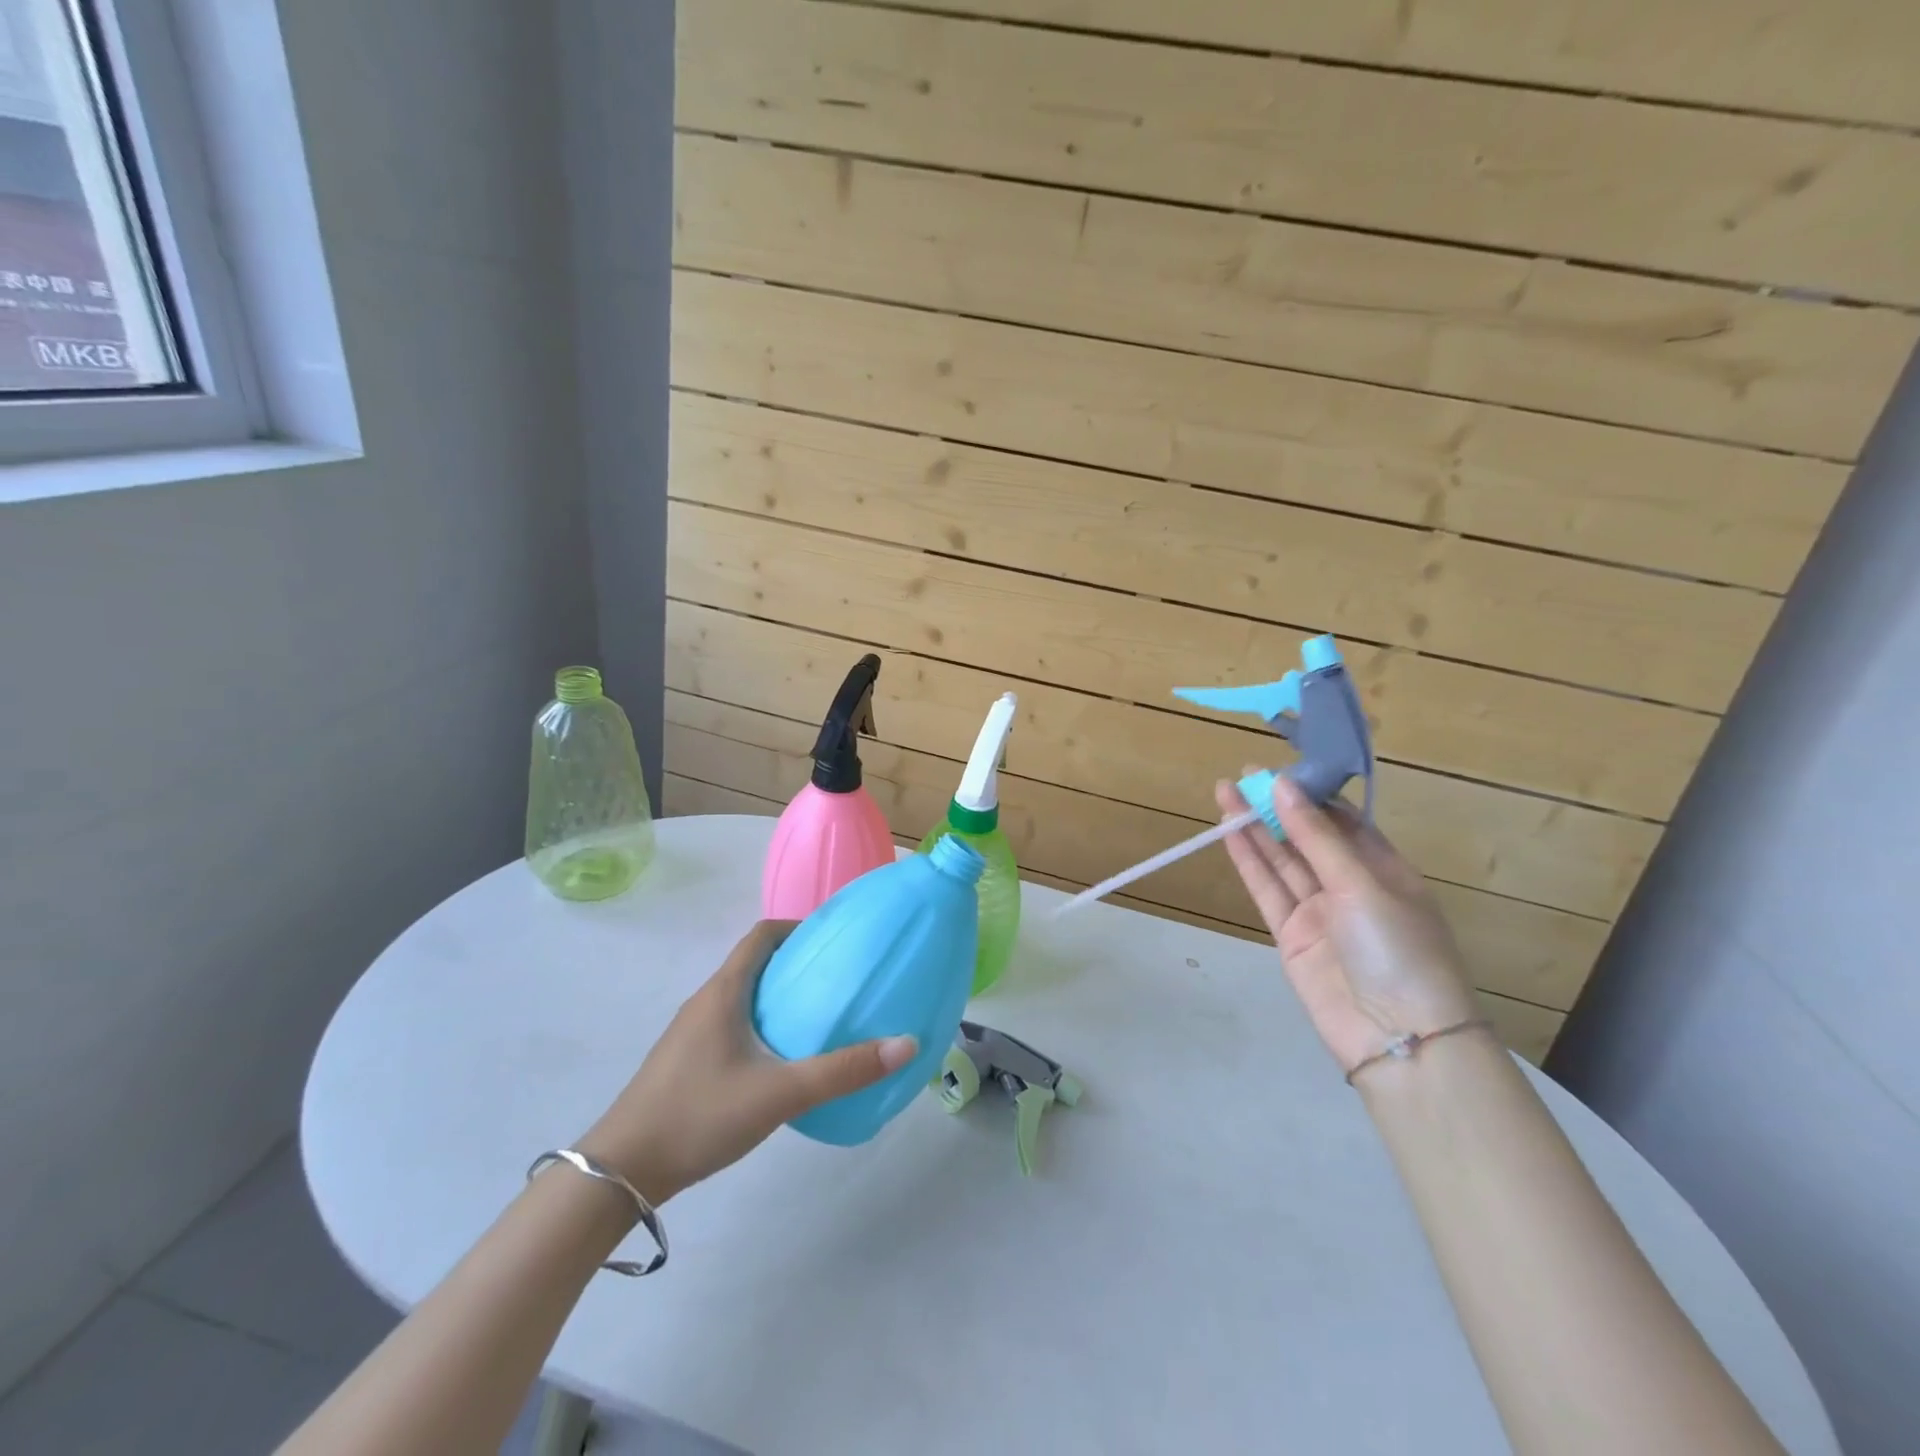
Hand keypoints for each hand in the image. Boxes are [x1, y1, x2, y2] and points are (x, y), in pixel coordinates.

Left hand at [576, 921, 917, 1202]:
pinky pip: (731, 1023)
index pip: (761, 935)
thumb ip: (842, 1071)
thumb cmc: (699, 1115)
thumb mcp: (779, 1094)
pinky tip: (781, 1059)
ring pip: (742, 995)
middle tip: (839, 979)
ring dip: (778, 995)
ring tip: (819, 1016)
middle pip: (754, 963)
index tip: (835, 939)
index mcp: (723, 992)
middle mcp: (705, 1001)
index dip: (798, 927)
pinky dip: (761, 1023)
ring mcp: (690, 1033)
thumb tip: (905, 1044)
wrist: (620, 1172)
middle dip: (796, 963)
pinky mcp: (685, 1061)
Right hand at [1216, 772, 1477, 1074]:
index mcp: (1386, 870)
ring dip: (1254, 829)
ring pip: (1281, 861)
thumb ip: (1316, 837)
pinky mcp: (1291, 935)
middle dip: (1276, 808)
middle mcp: (1351, 887)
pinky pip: (1267, 890)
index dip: (1310, 795)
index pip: (1343, 822)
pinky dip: (1249, 862)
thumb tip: (1282, 784)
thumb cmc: (1397, 949)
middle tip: (1242, 776)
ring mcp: (1319, 912)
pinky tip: (1229, 834)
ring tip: (1225, 793)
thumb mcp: (1361, 885)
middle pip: (1307, 839)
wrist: (1396, 1037)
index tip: (1279, 770)